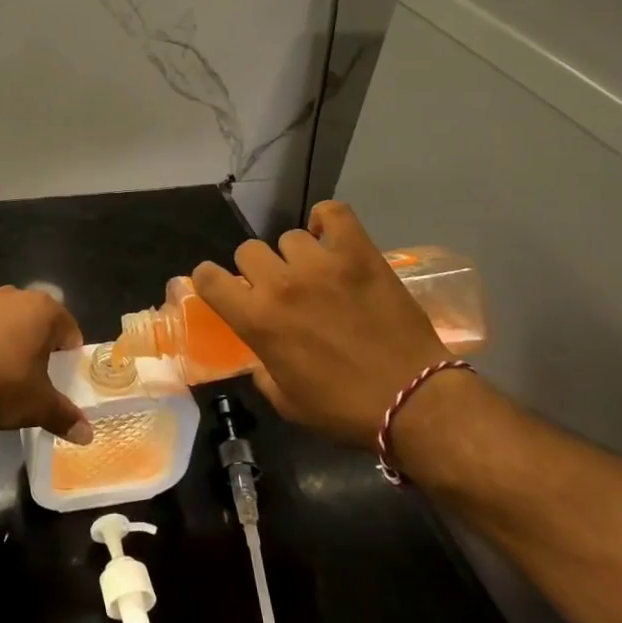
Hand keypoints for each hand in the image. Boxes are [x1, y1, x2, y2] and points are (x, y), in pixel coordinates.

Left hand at [0, 279, 91, 442]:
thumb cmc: (0, 387)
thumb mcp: (38, 407)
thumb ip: (64, 416)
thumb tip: (87, 435)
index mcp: (44, 312)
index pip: (68, 328)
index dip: (68, 350)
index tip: (63, 373)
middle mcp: (14, 297)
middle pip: (36, 314)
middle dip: (39, 336)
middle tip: (35, 369)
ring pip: (3, 305)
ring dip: (7, 323)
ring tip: (4, 354)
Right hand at [192, 201, 455, 447]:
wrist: (413, 400)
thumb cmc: (344, 409)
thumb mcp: (286, 401)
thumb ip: (262, 369)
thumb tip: (260, 354)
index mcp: (257, 320)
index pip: (208, 277)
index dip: (209, 280)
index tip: (223, 289)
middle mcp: (281, 284)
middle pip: (248, 251)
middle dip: (257, 270)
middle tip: (279, 290)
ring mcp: (321, 264)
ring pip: (288, 237)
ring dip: (295, 256)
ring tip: (316, 274)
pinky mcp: (359, 253)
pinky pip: (332, 213)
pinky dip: (326, 220)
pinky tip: (329, 238)